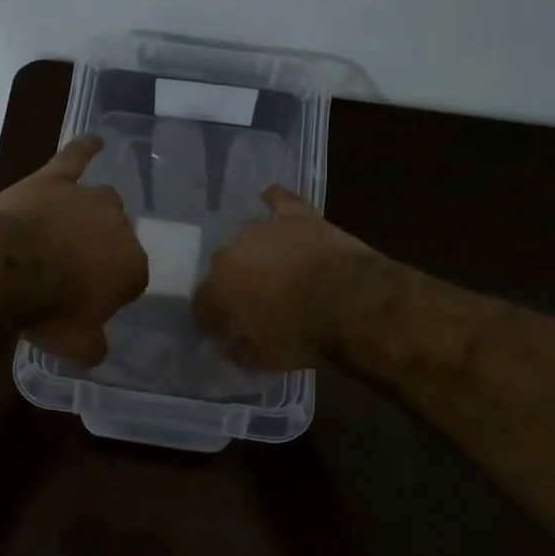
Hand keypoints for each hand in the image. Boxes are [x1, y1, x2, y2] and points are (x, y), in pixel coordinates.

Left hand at [0, 136, 148, 365]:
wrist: (8, 270)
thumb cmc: (49, 310)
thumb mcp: (77, 345)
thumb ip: (94, 347)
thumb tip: (97, 351)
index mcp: (132, 267)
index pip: (132, 278)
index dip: (111, 290)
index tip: (90, 301)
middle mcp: (118, 227)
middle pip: (118, 235)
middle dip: (102, 250)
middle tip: (75, 269)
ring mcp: (86, 199)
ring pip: (102, 200)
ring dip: (93, 212)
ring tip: (77, 224)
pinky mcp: (54, 180)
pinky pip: (75, 157)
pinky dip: (84, 148)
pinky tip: (94, 140)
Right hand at [192, 187, 379, 369]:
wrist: (352, 301)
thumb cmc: (303, 334)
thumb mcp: (265, 358)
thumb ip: (242, 351)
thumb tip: (233, 347)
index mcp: (220, 287)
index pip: (202, 304)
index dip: (210, 320)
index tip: (222, 332)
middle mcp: (234, 252)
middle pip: (222, 267)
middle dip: (231, 284)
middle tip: (250, 302)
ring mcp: (267, 231)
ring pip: (248, 237)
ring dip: (253, 253)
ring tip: (268, 268)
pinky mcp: (299, 218)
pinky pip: (280, 201)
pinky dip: (274, 200)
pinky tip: (270, 197)